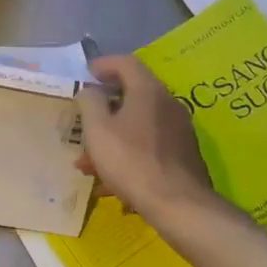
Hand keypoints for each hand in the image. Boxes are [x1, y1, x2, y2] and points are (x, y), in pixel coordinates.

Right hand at [76, 54, 214, 218]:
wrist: (177, 203)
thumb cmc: (131, 161)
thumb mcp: (98, 130)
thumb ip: (90, 102)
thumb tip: (90, 90)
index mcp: (148, 91)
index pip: (126, 63)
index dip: (103, 64)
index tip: (85, 74)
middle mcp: (168, 104)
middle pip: (133, 95)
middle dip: (104, 109)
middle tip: (83, 121)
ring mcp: (179, 130)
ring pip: (138, 124)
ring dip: (111, 137)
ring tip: (87, 162)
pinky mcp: (182, 154)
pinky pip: (148, 145)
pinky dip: (127, 153)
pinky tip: (109, 181)